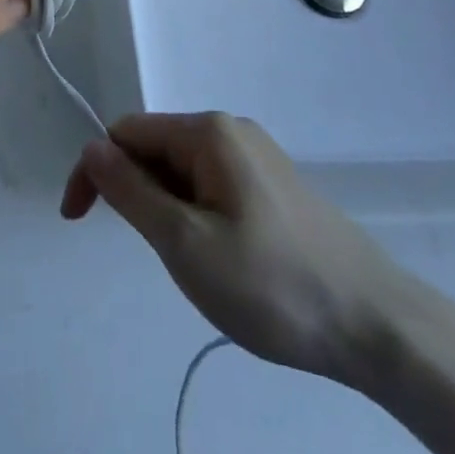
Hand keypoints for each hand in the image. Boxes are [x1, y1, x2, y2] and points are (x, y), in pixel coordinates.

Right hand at [61, 112, 411, 388]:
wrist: (376, 324)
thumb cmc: (271, 284)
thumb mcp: (184, 242)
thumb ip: (130, 191)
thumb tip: (91, 148)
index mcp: (207, 131)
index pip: (125, 132)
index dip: (94, 171)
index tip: (78, 222)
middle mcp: (231, 129)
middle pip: (155, 147)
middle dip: (134, 192)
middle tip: (153, 254)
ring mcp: (257, 155)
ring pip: (183, 170)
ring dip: (165, 207)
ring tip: (191, 263)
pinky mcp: (275, 184)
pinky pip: (213, 185)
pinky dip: (195, 213)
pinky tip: (221, 257)